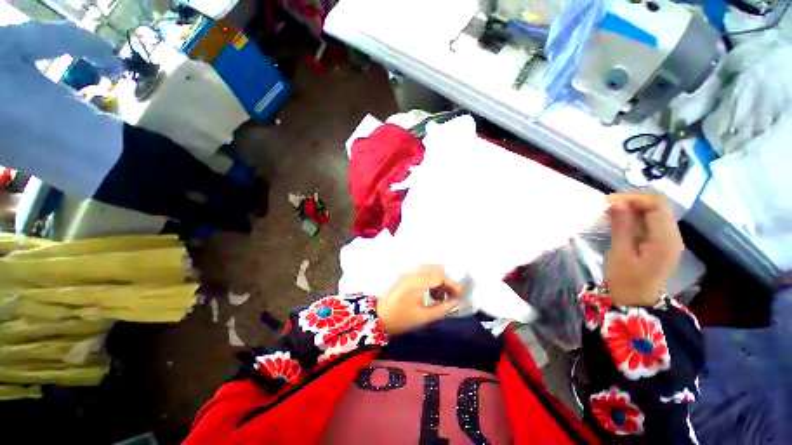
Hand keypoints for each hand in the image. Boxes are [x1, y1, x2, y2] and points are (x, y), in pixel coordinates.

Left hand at [376, 265, 461, 334]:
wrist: (378, 317)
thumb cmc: (401, 320)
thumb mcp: (423, 317)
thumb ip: (442, 308)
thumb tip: (455, 301)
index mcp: (417, 282)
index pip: (440, 276)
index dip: (453, 284)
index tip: (461, 295)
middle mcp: (413, 273)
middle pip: (436, 269)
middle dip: (447, 280)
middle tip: (452, 295)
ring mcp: (408, 273)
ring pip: (429, 269)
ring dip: (439, 279)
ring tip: (441, 296)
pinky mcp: (405, 276)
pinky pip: (422, 272)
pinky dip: (431, 279)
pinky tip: (431, 293)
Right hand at [604, 193, 683, 305]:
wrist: (634, 301)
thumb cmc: (625, 280)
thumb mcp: (620, 253)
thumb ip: (621, 226)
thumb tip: (617, 203)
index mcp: (665, 239)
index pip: (657, 205)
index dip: (634, 198)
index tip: (609, 202)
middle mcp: (673, 236)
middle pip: (659, 206)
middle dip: (633, 201)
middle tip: (608, 206)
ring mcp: (669, 240)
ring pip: (656, 212)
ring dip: (634, 209)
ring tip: (612, 212)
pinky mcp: (662, 243)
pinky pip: (652, 222)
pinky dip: (637, 217)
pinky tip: (621, 221)